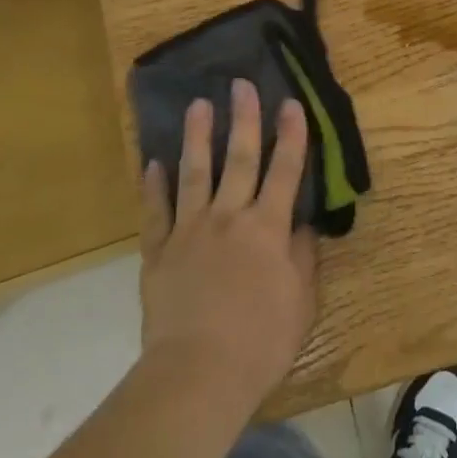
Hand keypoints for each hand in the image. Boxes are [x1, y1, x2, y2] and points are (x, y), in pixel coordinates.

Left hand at [139, 79, 317, 412]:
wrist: (199, 373)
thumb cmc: (261, 341)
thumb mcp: (301, 301)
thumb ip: (302, 257)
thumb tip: (302, 224)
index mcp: (267, 228)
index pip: (285, 171)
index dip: (291, 136)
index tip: (291, 103)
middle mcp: (229, 218)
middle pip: (239, 159)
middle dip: (244, 119)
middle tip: (241, 85)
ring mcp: (190, 231)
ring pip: (194, 174)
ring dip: (197, 137)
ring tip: (198, 105)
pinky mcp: (159, 252)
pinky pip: (156, 212)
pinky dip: (154, 186)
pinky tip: (153, 164)